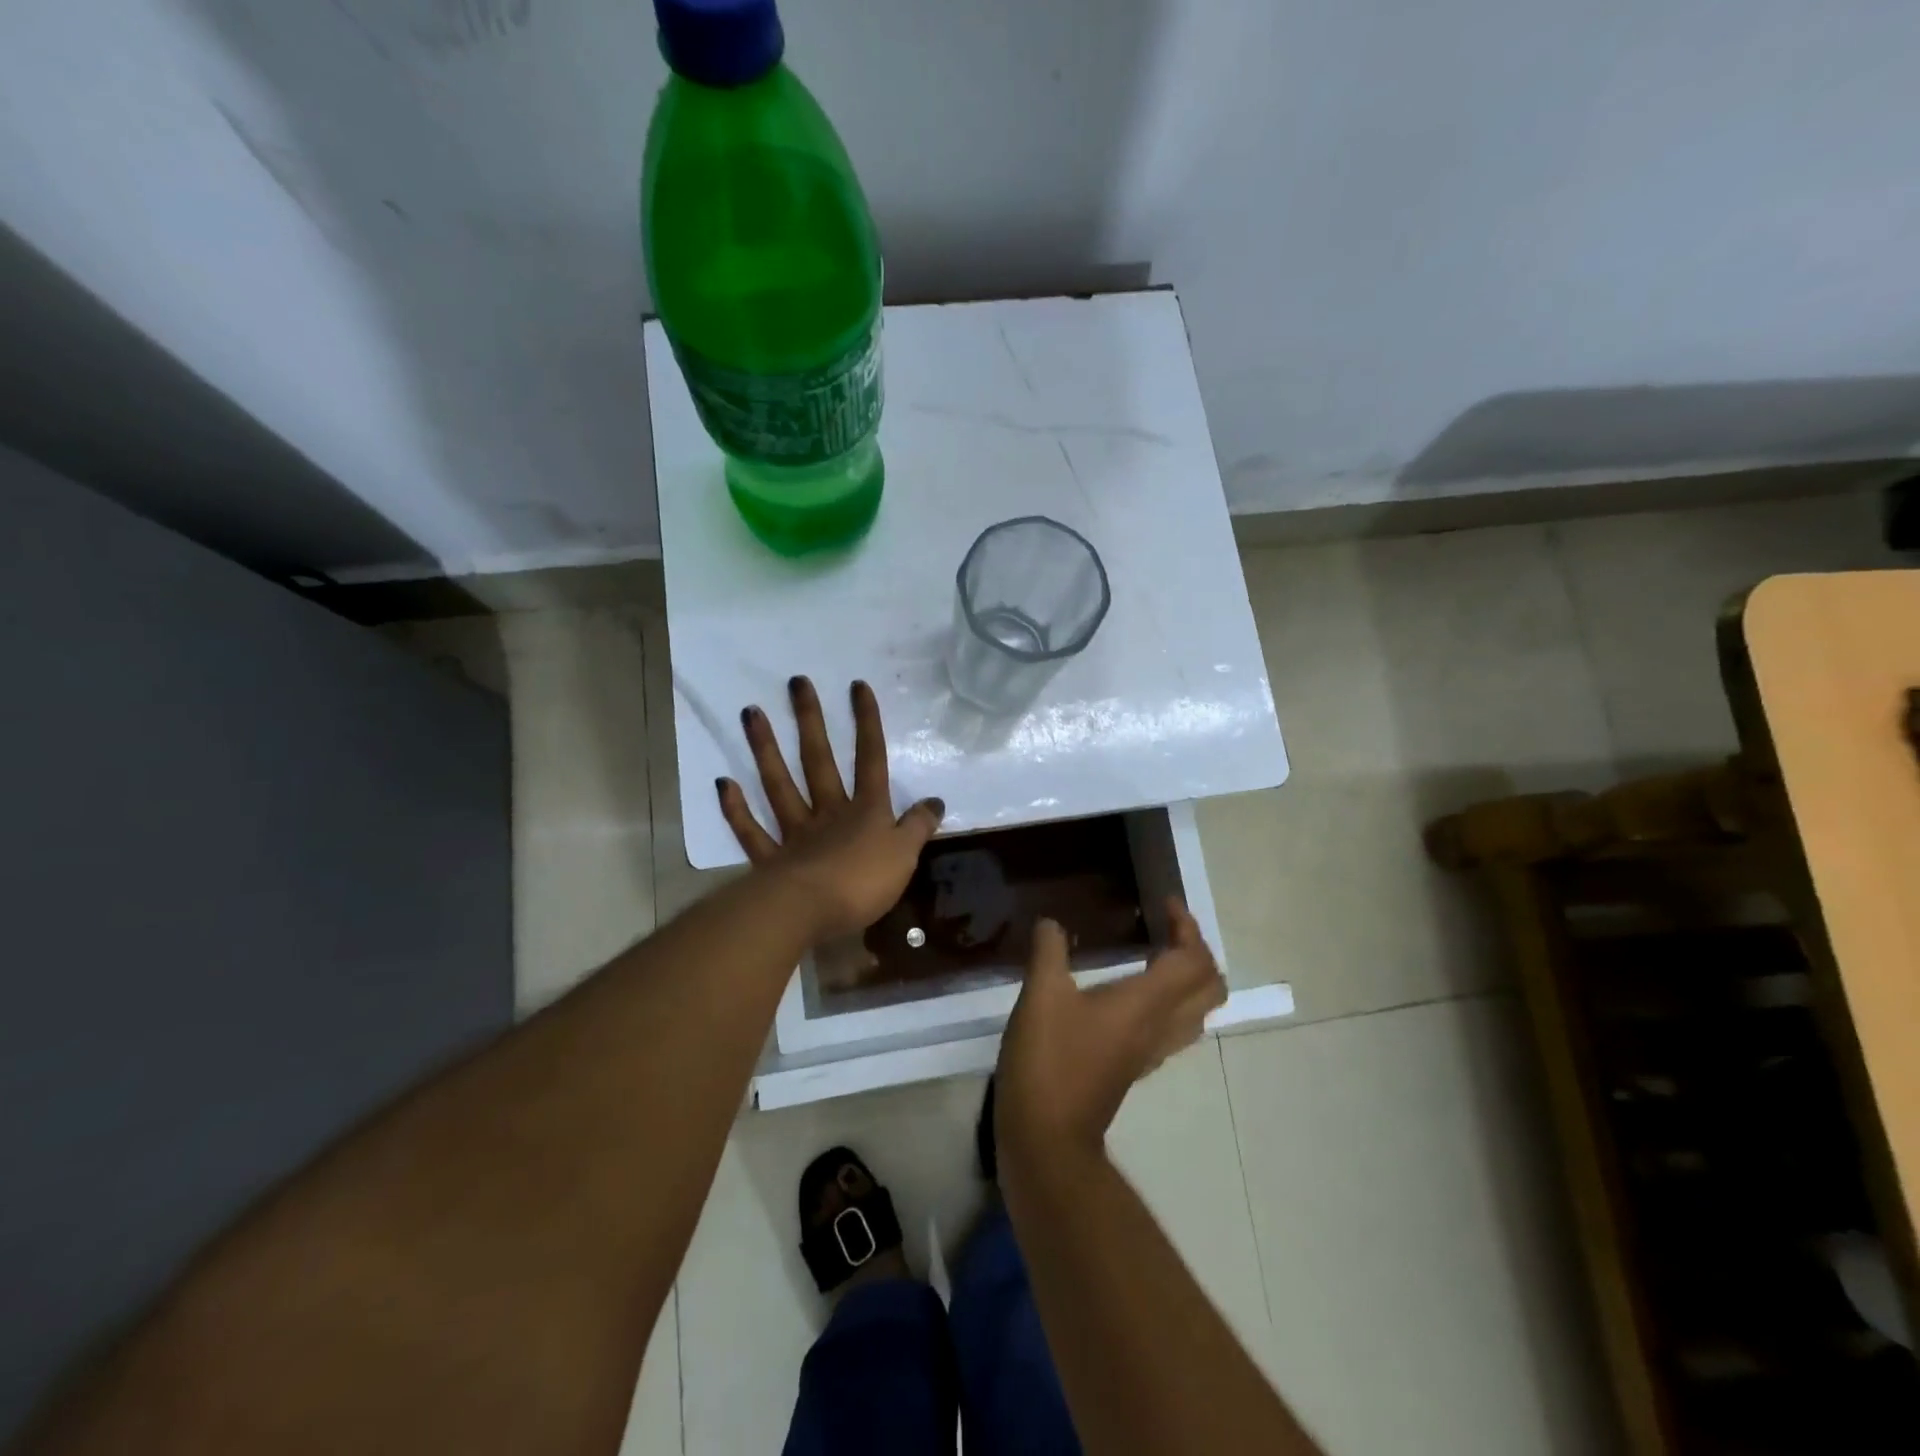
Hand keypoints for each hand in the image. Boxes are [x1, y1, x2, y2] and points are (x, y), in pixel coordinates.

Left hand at [718, 676, 944, 943]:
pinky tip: (722, 783)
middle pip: (818, 761)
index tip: (856, 686)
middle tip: (796, 682)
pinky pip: (751, 831)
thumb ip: (919, 826)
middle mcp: (828, 813)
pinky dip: (736, 809)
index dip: (867, 723)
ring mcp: (795, 833)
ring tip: (750, 713)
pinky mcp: (770, 860)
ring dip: (765, 749)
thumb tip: (936, 800)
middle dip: (810, 721)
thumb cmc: (863, 882)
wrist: (810, 912)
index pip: (870, 759)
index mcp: (866, 811)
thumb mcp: (906, 855)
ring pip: (779, 784)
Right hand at [996, 900, 1225, 1165]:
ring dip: (1189, 978)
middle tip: (1167, 930)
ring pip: (1197, 1011)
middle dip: (1198, 952)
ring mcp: (1151, 1051)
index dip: (1187, 927)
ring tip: (1157, 954)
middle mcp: (1160, 1026)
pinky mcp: (1135, 1067)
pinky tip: (1133, 994)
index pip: (1193, 960)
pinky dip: (1170, 1001)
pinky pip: (1174, 1028)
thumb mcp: (1040, 995)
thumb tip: (1052, 922)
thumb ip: (1049, 950)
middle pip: (1210, 988)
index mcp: (1145, 1003)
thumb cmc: (1048, 1061)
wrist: (1047, 1138)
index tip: (1164, 904)